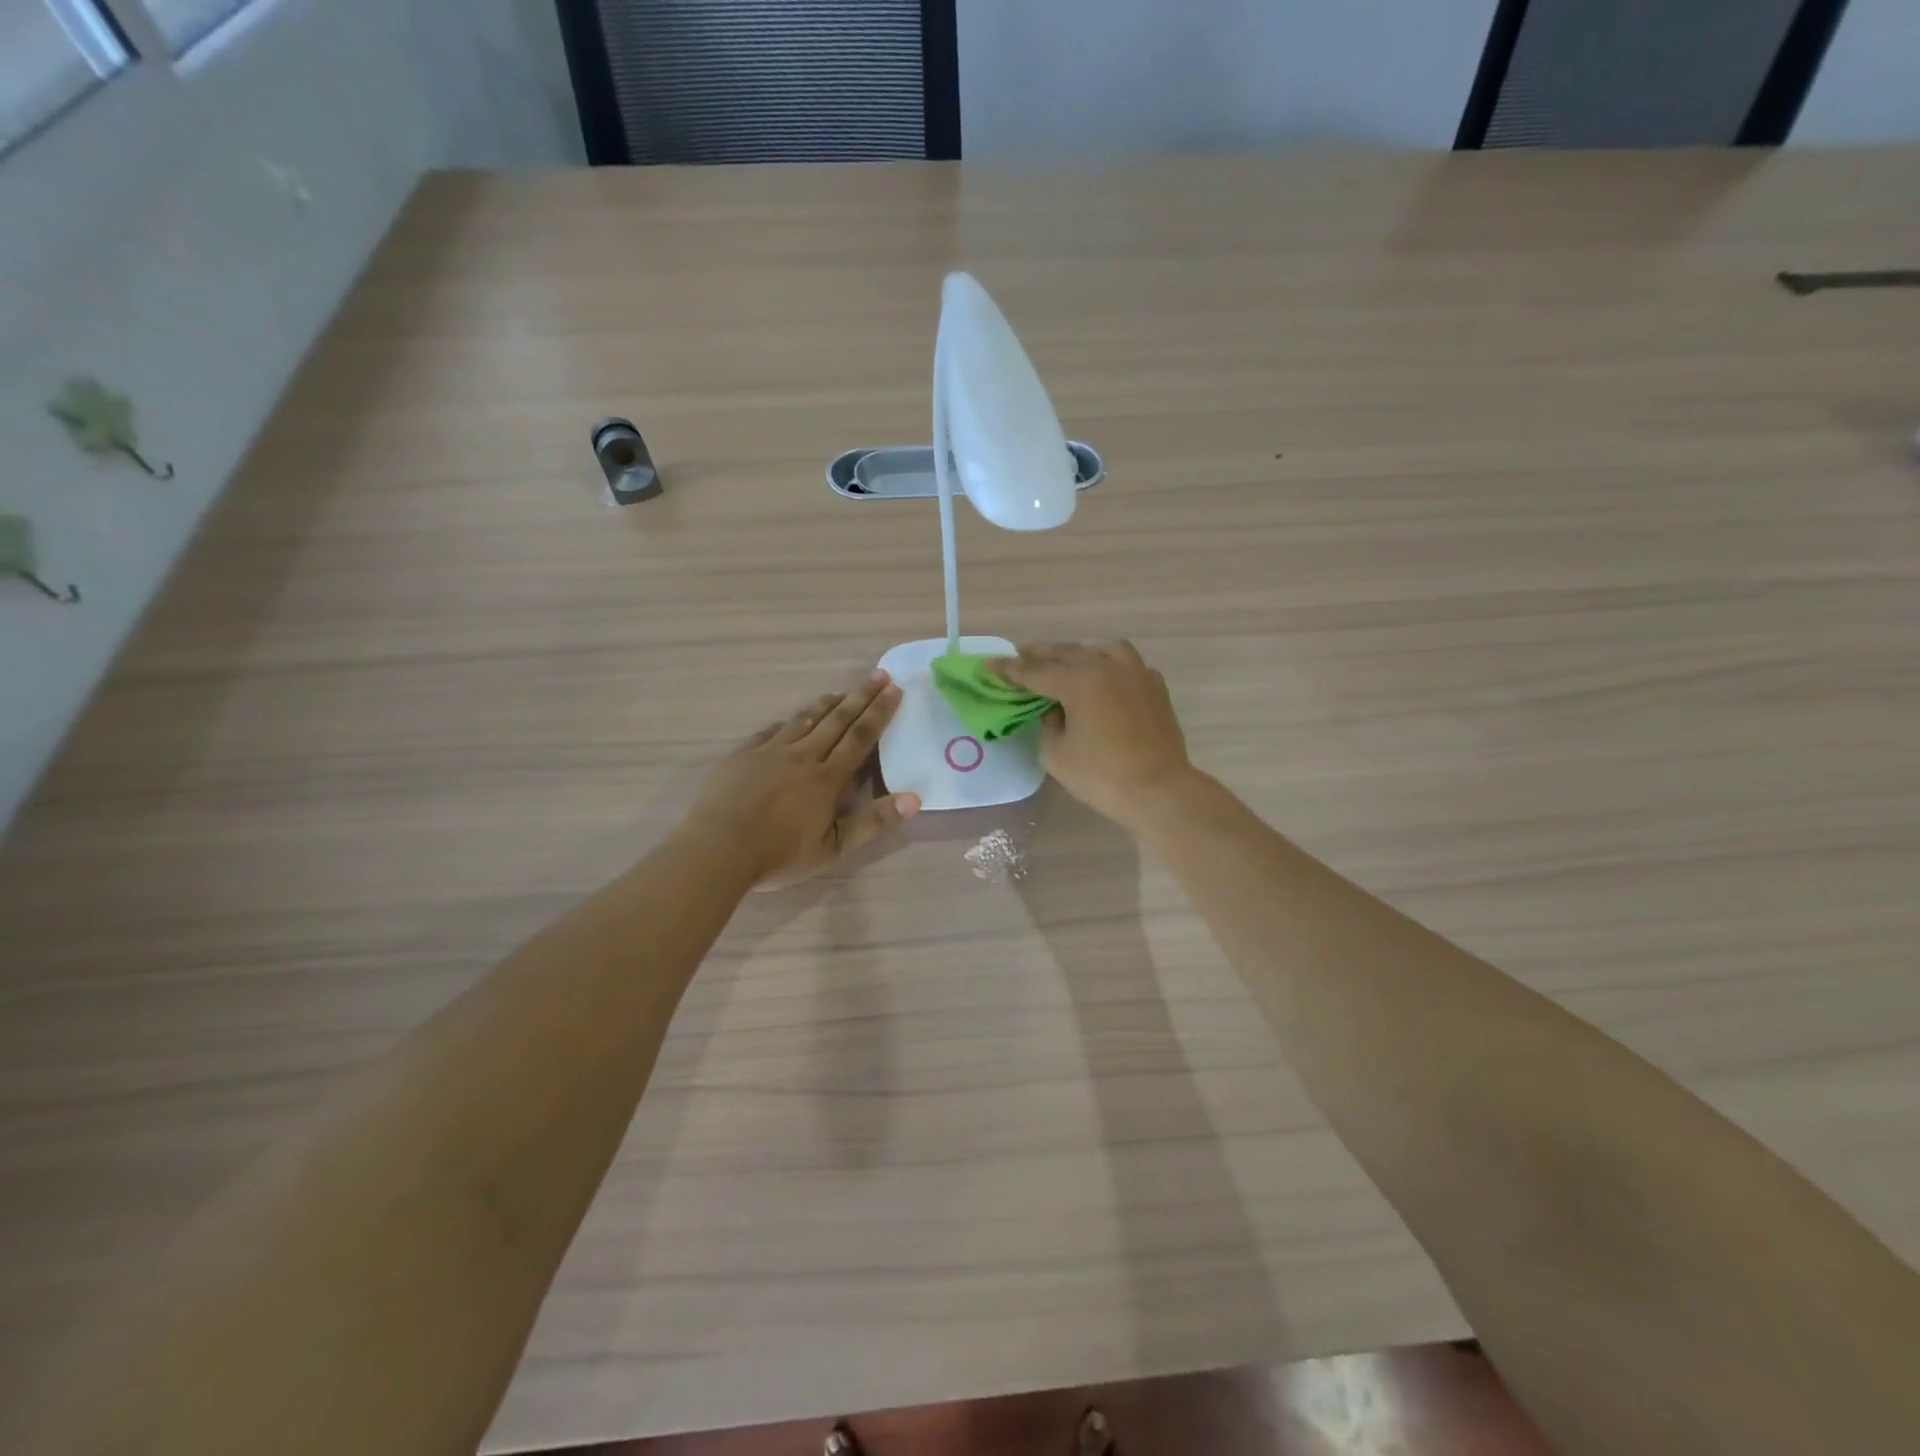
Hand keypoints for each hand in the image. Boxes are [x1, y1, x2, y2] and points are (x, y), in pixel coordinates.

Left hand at [686, 673, 918, 887]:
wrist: (718, 849)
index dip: (880, 713)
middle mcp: (803, 756)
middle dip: (860, 697)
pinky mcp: (744, 755)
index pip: (860, 737)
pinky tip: (791, 718)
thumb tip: (914, 799)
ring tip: (841, 691)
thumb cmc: (780, 854)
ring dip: (826, 704)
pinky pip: (771, 731)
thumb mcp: (834, 848)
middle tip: (879, 674)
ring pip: (804, 720)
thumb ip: (873, 823)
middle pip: (837, 720)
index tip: (895, 689)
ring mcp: (770, 752)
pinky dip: (788, 721)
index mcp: (827, 778)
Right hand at [988, 641, 1194, 831]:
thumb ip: (1048, 724)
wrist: (1159, 791)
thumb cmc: (1102, 776)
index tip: (989, 664)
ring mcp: (1136, 674)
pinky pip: (1128, 664)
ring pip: (1102, 649)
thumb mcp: (1057, 754)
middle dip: (1040, 654)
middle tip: (1020, 655)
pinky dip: (1110, 665)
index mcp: (1079, 681)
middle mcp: (1107, 667)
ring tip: (1066, 661)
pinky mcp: (1155, 688)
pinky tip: (1105, 677)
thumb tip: (1055, 709)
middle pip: (1067, 653)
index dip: (1009, 669)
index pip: (1035, 671)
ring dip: (1079, 652)